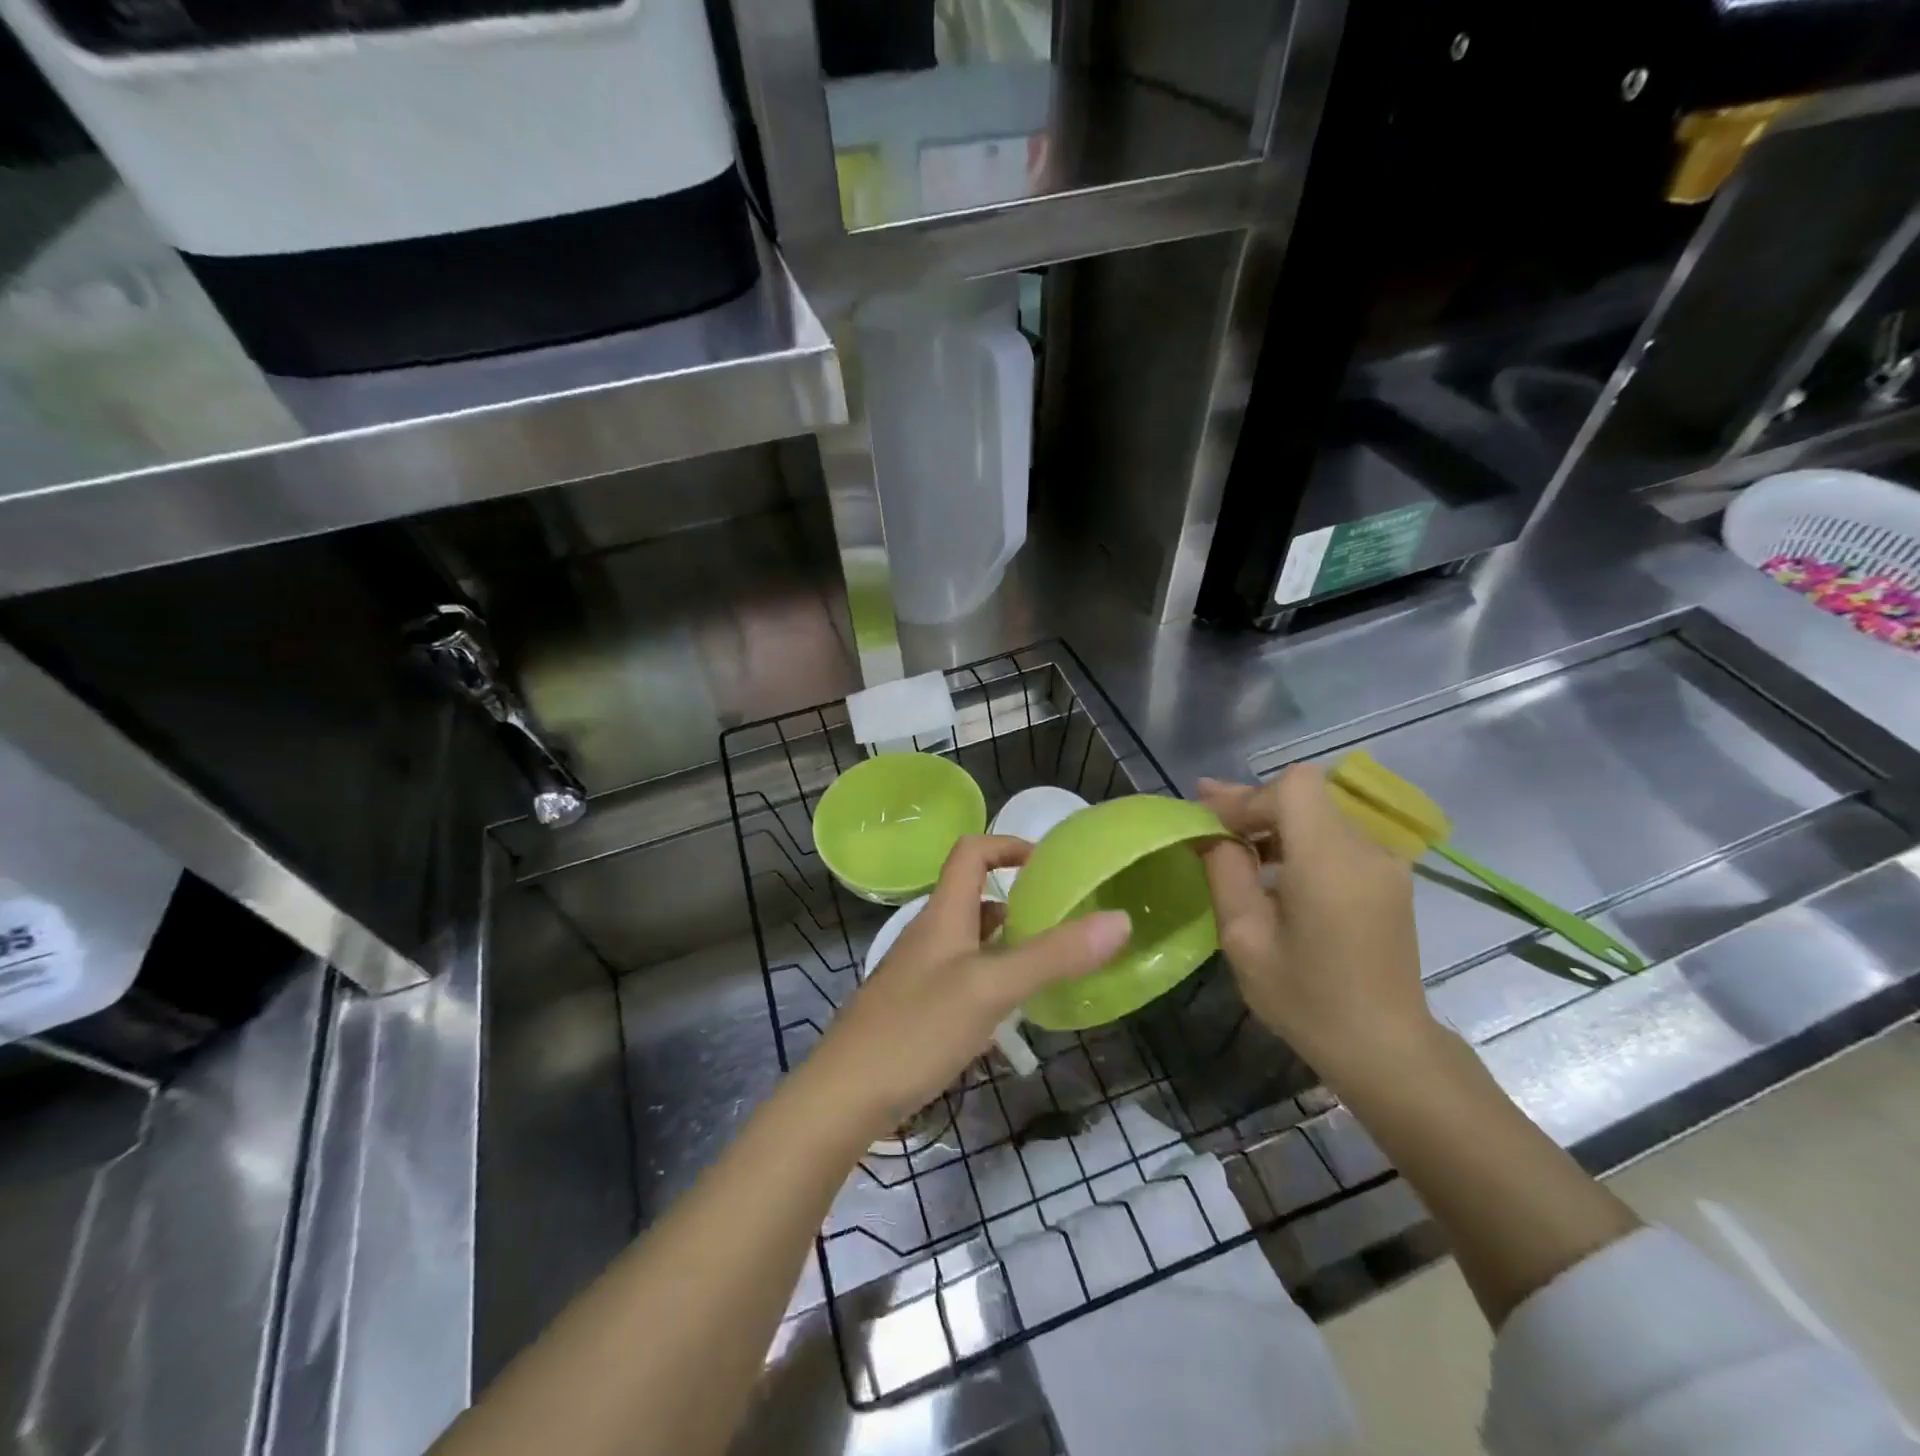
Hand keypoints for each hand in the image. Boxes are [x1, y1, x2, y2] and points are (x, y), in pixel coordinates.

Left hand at [808, 835, 1129, 1137]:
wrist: (844, 1095)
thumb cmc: (917, 1029)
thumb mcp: (991, 988)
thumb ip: (1053, 955)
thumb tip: (1118, 919)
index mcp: (943, 914)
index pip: (971, 852)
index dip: (1008, 845)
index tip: (1050, 864)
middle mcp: (930, 935)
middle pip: (973, 896)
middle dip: (1018, 901)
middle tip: (1064, 922)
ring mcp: (919, 973)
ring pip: (970, 941)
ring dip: (1007, 943)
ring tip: (1049, 966)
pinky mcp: (917, 1008)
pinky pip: (963, 978)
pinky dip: (992, 980)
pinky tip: (1011, 1014)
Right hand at [1195, 766, 1435, 1083]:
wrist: (1386, 1048)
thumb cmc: (1307, 1000)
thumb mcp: (1245, 940)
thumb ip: (1226, 873)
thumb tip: (1211, 833)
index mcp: (1330, 863)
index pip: (1291, 788)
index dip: (1247, 797)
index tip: (1212, 825)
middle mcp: (1365, 849)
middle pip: (1305, 794)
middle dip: (1253, 804)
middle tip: (1207, 820)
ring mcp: (1384, 861)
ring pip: (1320, 810)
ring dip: (1274, 819)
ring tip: (1234, 845)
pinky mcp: (1389, 876)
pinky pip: (1336, 834)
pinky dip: (1299, 837)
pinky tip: (1273, 867)